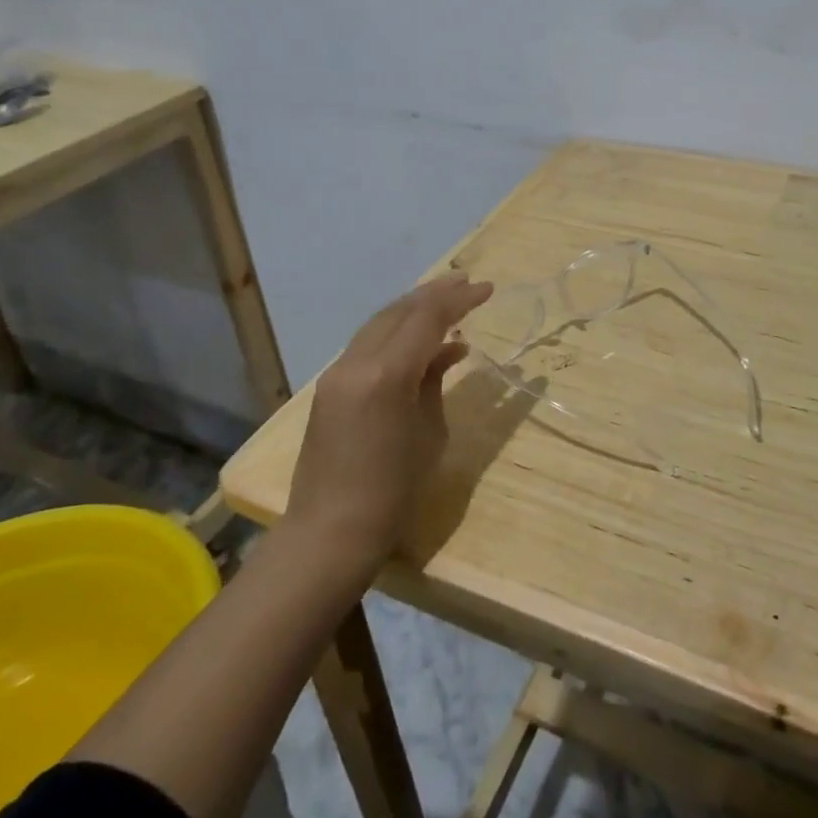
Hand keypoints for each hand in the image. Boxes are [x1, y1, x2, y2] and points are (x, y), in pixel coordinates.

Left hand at [285, 274, 492, 574]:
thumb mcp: (429, 432)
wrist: (329, 533)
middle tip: (467, 284)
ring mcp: (337, 373)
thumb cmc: (393, 492)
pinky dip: (396, 334)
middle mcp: (356, 362)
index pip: (426, 318)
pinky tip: (420, 341)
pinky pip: (367, 345)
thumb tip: (449, 350)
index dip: (459, 299)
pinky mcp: (330, 387)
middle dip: (435, 294)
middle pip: (399, 311)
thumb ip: (436, 380)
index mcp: (386, 374)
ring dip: (413, 309)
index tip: (488, 289)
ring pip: (380, 323)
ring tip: (447, 301)